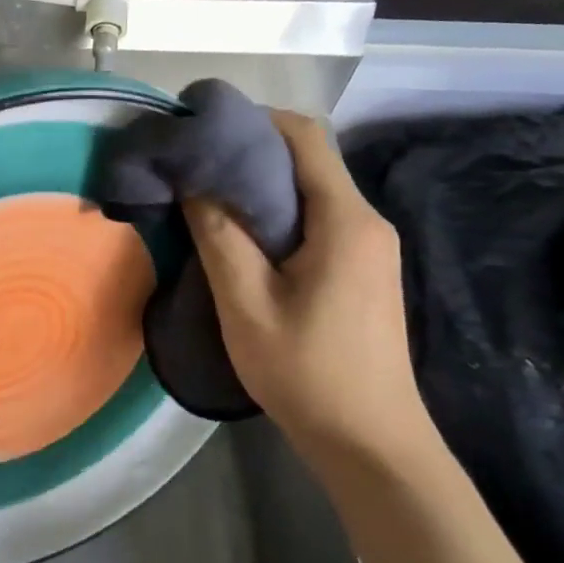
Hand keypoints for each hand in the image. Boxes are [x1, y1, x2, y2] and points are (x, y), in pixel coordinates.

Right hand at [183, 109, 436, 467]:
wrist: (371, 443)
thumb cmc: (307, 371)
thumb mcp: (246, 303)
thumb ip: (218, 235)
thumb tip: (194, 182)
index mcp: (345, 220)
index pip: (305, 137)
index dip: (254, 119)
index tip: (202, 127)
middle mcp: (366, 221)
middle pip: (308, 160)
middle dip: (250, 151)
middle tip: (192, 163)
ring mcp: (370, 246)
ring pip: (310, 191)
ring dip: (260, 185)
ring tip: (206, 196)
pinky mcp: (362, 269)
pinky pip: (317, 219)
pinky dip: (276, 213)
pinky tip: (241, 235)